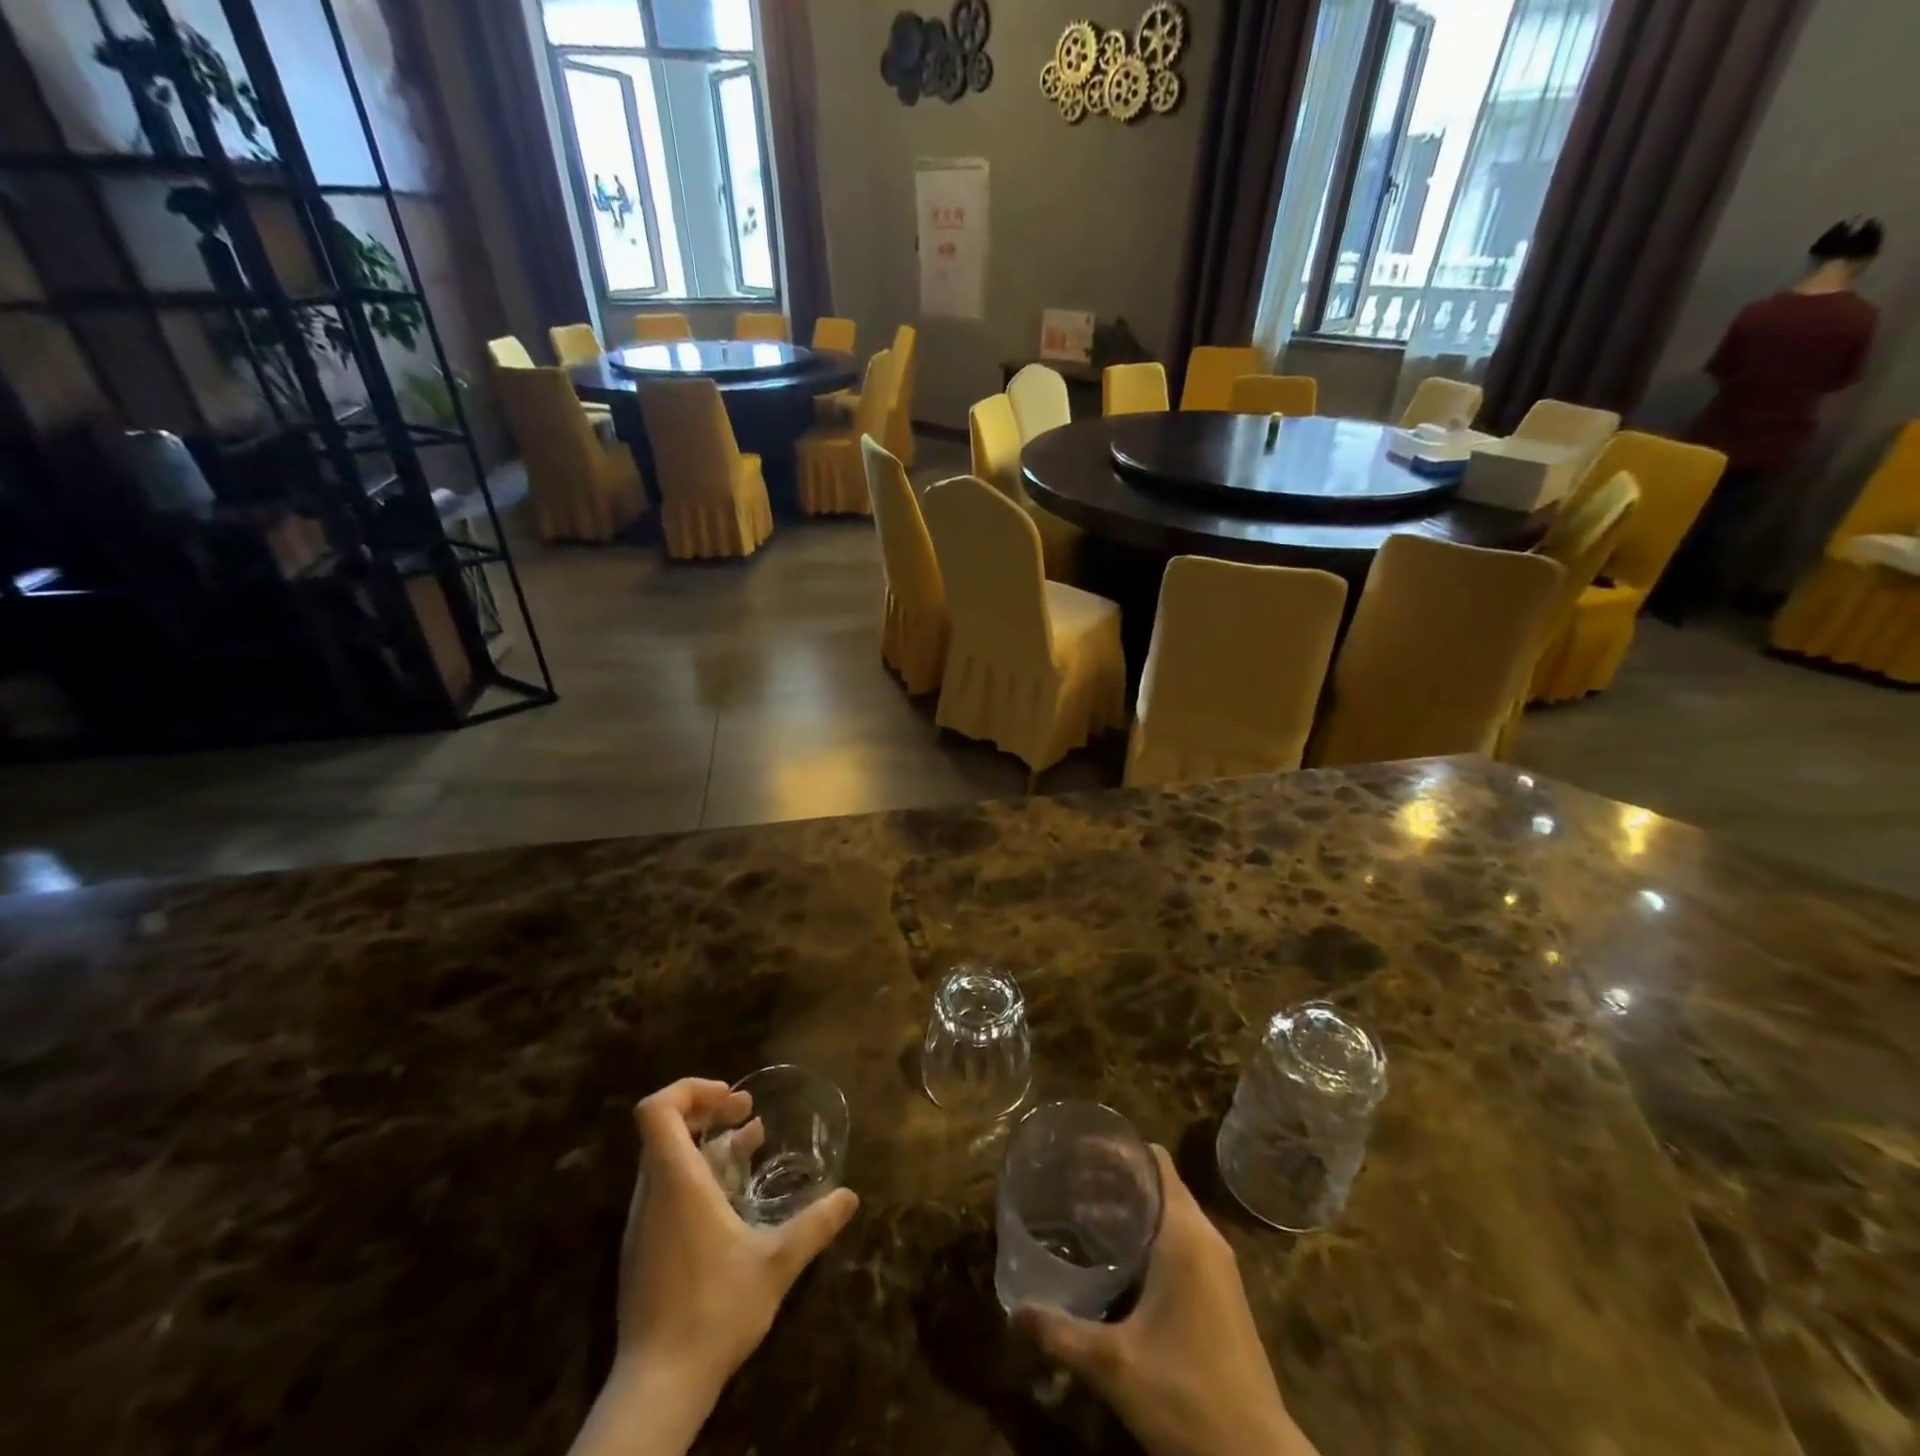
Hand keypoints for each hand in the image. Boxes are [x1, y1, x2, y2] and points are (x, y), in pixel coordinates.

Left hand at [570, 1078, 858, 1455]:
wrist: (656, 1389)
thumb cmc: (713, 1310)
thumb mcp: (776, 1263)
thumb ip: (815, 1225)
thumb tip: (850, 1196)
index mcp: (676, 1182)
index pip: (657, 1109)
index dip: (689, 1089)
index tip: (729, 1097)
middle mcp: (653, 1194)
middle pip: (664, 1130)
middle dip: (707, 1110)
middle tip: (747, 1112)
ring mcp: (644, 1224)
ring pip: (667, 1161)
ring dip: (707, 1145)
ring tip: (751, 1144)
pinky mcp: (645, 1251)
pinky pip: (667, 1191)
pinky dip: (699, 1176)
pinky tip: (734, 1198)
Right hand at [1014, 1147, 1318, 1455]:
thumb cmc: (1187, 1397)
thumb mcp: (1114, 1366)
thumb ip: (1060, 1333)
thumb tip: (1011, 1313)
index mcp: (1185, 1235)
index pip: (1154, 1161)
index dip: (1117, 1149)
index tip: (1076, 1151)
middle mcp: (1206, 1239)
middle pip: (1158, 1182)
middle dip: (1114, 1178)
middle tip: (1068, 1182)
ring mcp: (1218, 1268)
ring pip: (1170, 1213)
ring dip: (1130, 1208)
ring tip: (1081, 1215)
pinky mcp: (1221, 1294)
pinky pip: (1180, 1240)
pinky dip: (1147, 1235)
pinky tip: (1116, 1261)